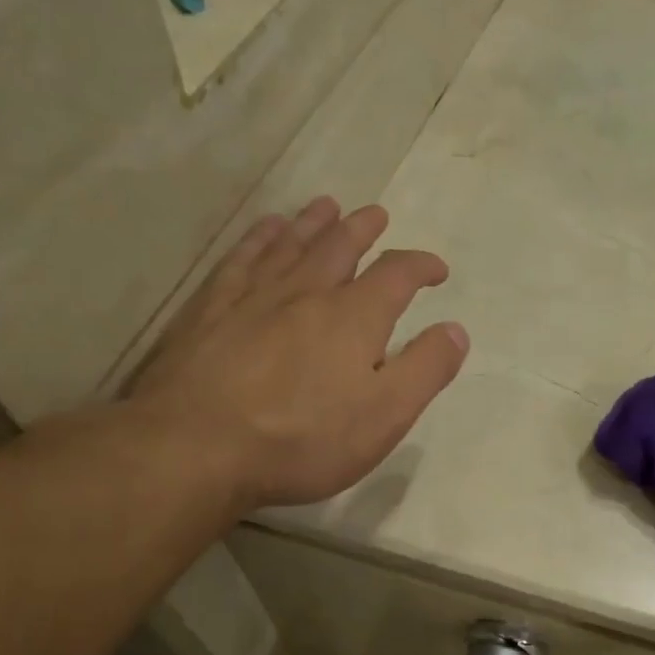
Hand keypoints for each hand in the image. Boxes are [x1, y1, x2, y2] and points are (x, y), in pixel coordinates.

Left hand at [127, 196, 466, 511]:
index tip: (437, 270)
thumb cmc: (305, 439)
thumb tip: (456, 329)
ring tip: (326, 206)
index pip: (397, 275)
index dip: (421, 266)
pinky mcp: (210, 310)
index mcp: (355, 317)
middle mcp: (307, 293)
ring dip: (313, 223)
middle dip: (363, 230)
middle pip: (340, 247)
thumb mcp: (386, 415)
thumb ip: (426, 369)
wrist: (198, 447)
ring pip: (290, 245)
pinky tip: (265, 230)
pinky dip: (259, 238)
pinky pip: (242, 259)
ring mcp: (254, 297)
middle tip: (376, 215)